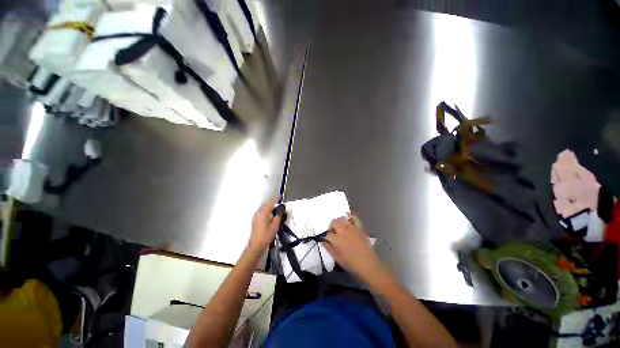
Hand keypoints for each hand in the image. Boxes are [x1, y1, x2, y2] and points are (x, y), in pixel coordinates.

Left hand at [247, 200, 281, 253]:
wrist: (256, 245)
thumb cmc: (265, 236)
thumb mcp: (276, 225)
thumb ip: (279, 215)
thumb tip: (281, 209)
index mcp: (263, 212)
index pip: (271, 202)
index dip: (276, 199)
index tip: (280, 197)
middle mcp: (258, 213)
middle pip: (266, 204)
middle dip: (273, 203)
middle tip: (279, 205)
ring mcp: (256, 216)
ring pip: (263, 208)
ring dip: (269, 208)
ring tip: (276, 212)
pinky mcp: (255, 220)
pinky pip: (261, 212)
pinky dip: (267, 212)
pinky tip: (271, 217)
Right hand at [322, 215, 390, 286]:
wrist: (368, 265)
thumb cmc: (352, 264)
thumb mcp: (337, 259)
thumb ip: (329, 248)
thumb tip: (323, 241)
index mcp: (337, 240)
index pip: (328, 234)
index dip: (326, 237)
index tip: (327, 239)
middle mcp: (343, 231)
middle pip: (334, 223)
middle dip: (331, 227)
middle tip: (332, 232)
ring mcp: (352, 228)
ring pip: (342, 219)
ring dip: (338, 221)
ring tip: (339, 226)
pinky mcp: (359, 228)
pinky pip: (354, 218)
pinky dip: (350, 216)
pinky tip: (348, 218)